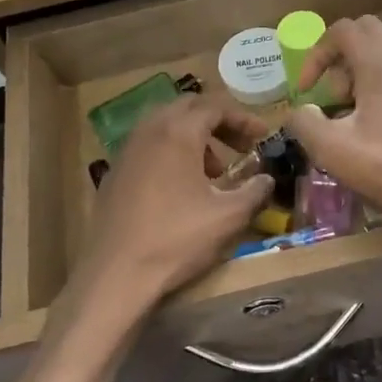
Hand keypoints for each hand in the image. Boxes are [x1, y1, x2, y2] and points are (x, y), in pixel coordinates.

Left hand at [64, 95, 273, 328]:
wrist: (116, 274)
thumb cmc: (176, 239)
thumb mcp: (228, 217)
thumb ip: (254, 191)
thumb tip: (267, 179)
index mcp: (178, 132)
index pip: (215, 106)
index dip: (243, 118)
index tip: (263, 136)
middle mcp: (149, 131)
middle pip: (188, 108)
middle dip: (219, 122)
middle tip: (241, 146)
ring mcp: (127, 151)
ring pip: (166, 126)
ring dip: (194, 137)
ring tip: (214, 170)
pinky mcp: (115, 173)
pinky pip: (149, 146)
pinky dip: (172, 152)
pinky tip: (182, 187)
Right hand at [284, 18, 381, 248]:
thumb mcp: (335, 151)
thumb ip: (305, 123)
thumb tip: (299, 111)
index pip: (343, 30)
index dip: (315, 55)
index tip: (306, 91)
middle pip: (368, 36)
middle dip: (340, 61)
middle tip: (332, 100)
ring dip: (363, 80)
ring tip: (355, 123)